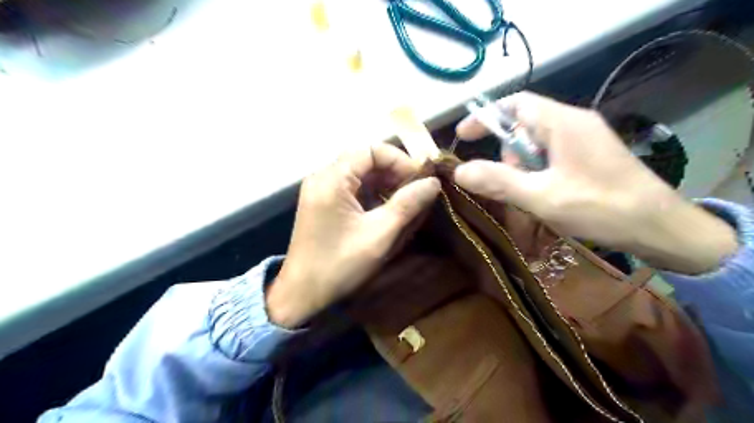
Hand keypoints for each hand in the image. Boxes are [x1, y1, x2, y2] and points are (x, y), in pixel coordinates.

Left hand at [266, 143, 439, 326]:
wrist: (302, 294)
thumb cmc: (339, 265)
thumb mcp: (379, 234)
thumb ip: (407, 205)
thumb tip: (433, 182)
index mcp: (332, 179)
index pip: (371, 150)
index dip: (400, 160)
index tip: (421, 180)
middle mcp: (322, 177)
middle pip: (365, 159)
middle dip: (394, 172)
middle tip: (417, 191)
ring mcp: (320, 190)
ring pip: (359, 173)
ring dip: (384, 183)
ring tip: (406, 201)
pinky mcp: (322, 203)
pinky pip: (351, 188)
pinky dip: (372, 194)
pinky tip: (386, 209)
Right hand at [453, 91, 737, 273]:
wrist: (661, 228)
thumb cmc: (601, 208)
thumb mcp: (542, 196)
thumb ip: (499, 182)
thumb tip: (459, 171)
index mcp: (563, 123)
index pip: (515, 104)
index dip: (485, 117)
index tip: (463, 137)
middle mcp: (575, 122)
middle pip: (524, 125)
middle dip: (507, 152)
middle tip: (508, 182)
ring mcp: (585, 138)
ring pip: (537, 142)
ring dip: (523, 165)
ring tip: (530, 194)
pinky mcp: (591, 155)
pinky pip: (552, 154)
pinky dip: (538, 171)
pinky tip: (544, 194)